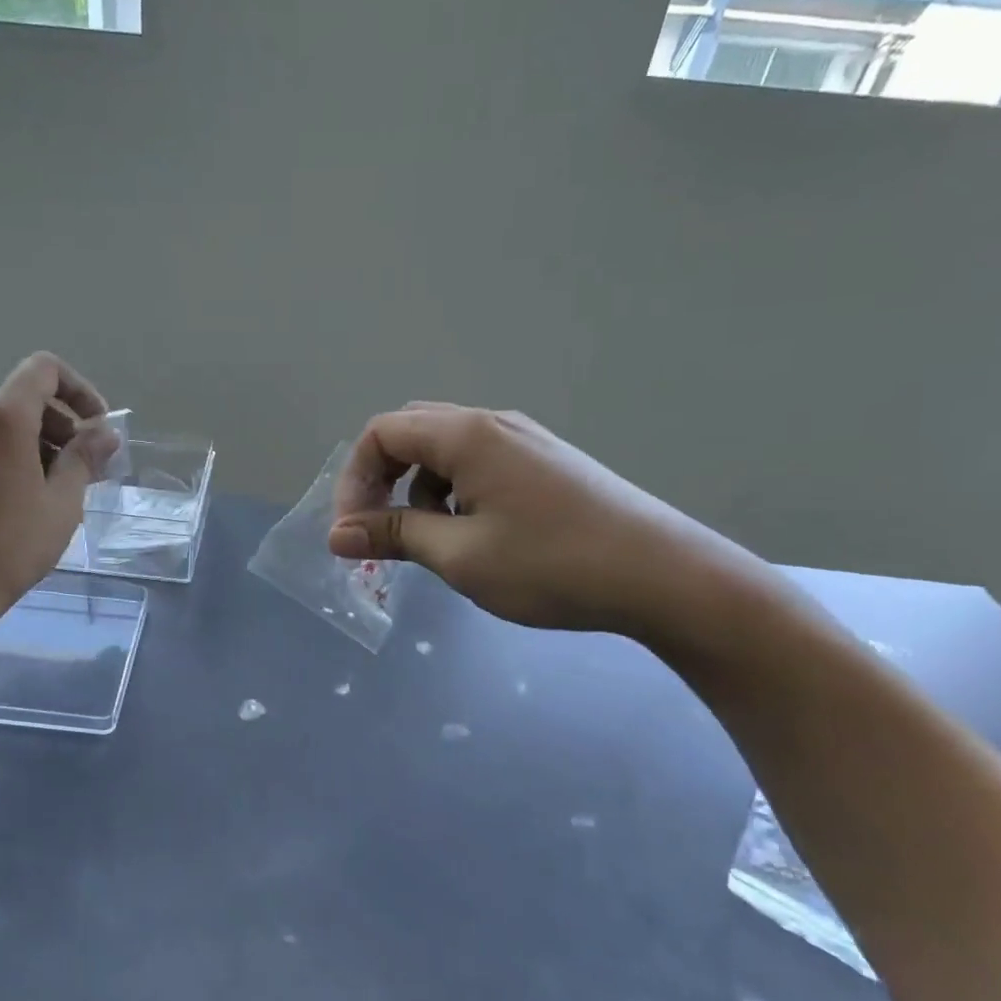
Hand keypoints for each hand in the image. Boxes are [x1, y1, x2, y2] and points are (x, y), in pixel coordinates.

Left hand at [0, 353, 118, 621]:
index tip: (94, 428)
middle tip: (80, 471)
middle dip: (60, 426)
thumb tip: (105, 433)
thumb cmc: (10, 545)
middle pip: (23, 400)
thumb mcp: (62, 503)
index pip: (44, 370)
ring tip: (48, 492)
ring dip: (33, 445)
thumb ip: (84, 457)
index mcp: (2, 418)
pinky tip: (10, 503)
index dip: (78, 389)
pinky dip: (2, 459)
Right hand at [328, 404, 757, 641]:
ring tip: (433, 541)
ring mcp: (526, 440)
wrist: (663, 576)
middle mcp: (494, 423)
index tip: (352, 532)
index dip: (354, 479)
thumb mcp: (460, 556)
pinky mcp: (547, 464)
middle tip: (380, 529)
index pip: (382, 432)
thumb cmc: (551, 564)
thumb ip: (394, 535)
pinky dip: (456, 492)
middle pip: (412, 432)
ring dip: (420, 489)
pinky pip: (480, 463)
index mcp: (467, 434)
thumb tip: (336, 534)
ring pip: (447, 450)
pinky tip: (477, 535)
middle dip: (383, 479)